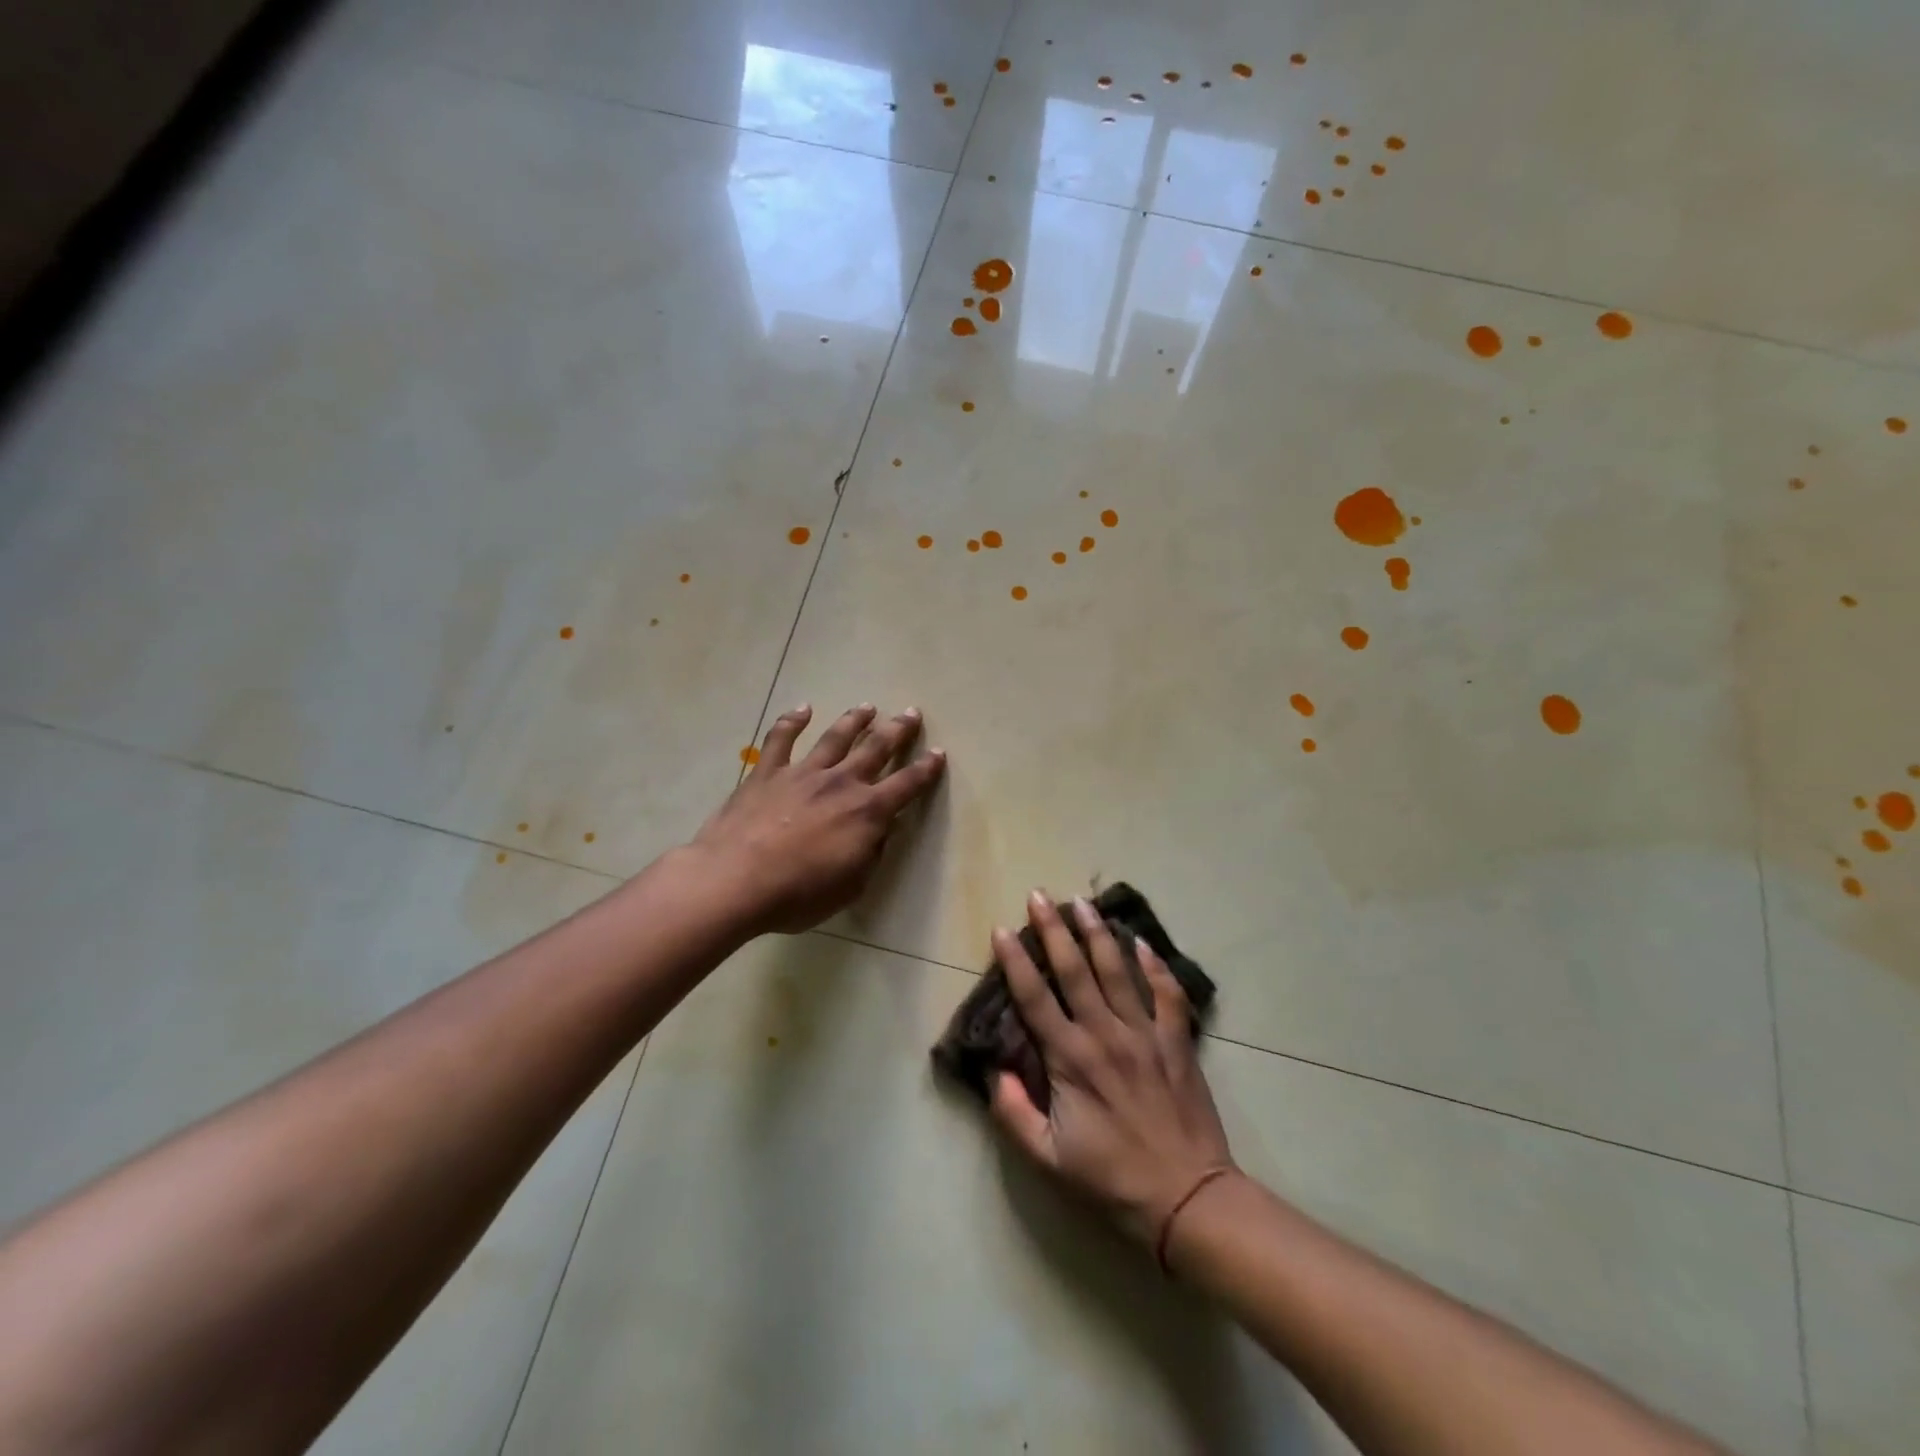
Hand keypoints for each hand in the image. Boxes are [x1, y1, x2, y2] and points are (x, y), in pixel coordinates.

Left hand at [688, 704, 945, 935]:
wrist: (736, 880)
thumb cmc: (798, 894)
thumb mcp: (851, 886)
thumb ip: (870, 854)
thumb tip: (882, 831)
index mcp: (867, 812)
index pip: (906, 785)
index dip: (925, 769)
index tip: (938, 753)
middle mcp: (841, 783)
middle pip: (876, 748)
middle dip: (897, 730)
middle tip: (910, 713)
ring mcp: (803, 773)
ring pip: (835, 737)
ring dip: (854, 720)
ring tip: (867, 707)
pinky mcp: (768, 773)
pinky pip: (781, 739)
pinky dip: (792, 721)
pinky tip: (802, 709)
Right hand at [989, 893, 1235, 1246]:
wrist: (1187, 1198)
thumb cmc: (1112, 1179)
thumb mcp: (1048, 1158)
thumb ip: (1013, 1113)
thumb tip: (993, 1071)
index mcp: (1070, 1059)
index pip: (1034, 998)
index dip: (1015, 961)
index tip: (1002, 929)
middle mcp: (1105, 1034)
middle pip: (1074, 969)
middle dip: (1054, 929)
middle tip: (1039, 895)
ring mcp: (1144, 1033)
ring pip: (1117, 970)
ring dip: (1097, 933)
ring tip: (1082, 902)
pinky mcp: (1176, 1040)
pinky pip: (1166, 992)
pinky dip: (1154, 964)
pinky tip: (1141, 941)